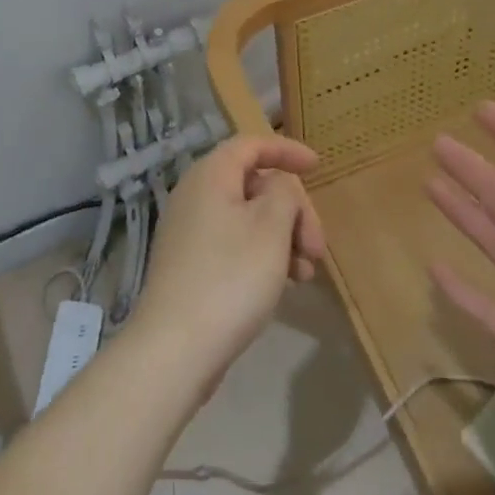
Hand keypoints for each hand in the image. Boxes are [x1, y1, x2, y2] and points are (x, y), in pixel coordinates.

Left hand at [131, 136, 326, 385]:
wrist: (175, 349)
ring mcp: (189, 231)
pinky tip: (283, 284)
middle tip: (317, 246)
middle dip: (292, 209)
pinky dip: (262, 254)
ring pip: (247, 217)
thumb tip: (278, 186)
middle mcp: (195, 194)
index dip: (286, 151)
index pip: (252, 145)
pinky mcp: (190, 264)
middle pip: (254, 183)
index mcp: (211, 175)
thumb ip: (284, 193)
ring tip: (306, 273)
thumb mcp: (270, 228)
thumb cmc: (230, 278)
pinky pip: (234, 242)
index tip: (319, 167)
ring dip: (282, 236)